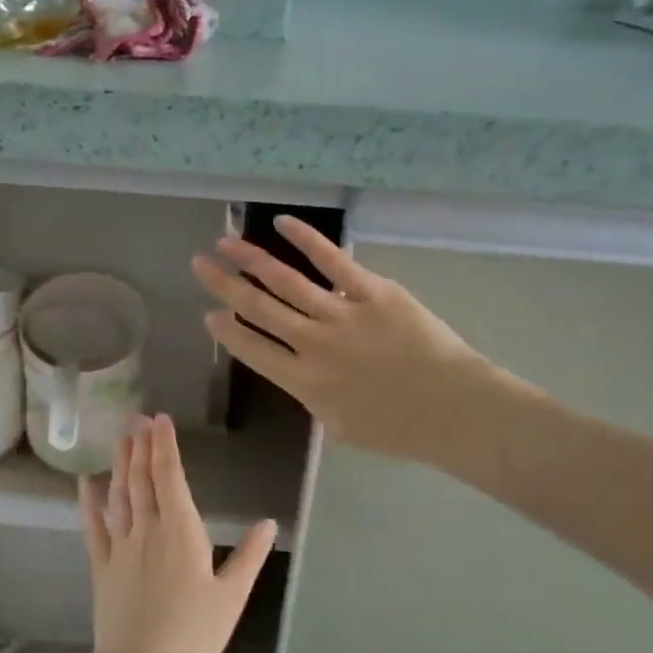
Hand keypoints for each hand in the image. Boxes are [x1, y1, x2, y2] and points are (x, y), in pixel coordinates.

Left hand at [78, 415, 276, 652]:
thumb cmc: (193, 634)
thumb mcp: (231, 597)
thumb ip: (250, 557)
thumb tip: (269, 522)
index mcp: (181, 531)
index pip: (170, 477)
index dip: (164, 446)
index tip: (160, 420)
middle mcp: (147, 529)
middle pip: (142, 479)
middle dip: (141, 446)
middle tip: (137, 418)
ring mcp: (120, 546)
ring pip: (119, 495)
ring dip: (120, 465)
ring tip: (121, 439)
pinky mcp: (101, 566)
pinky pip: (93, 527)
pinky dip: (89, 502)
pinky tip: (86, 482)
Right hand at [191, 216, 534, 467]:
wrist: (453, 409)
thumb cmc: (399, 429)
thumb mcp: (340, 427)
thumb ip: (313, 398)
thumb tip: (301, 373)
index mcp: (302, 381)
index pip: (251, 349)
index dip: (226, 331)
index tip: (209, 314)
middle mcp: (312, 344)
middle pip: (257, 307)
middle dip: (224, 284)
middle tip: (199, 265)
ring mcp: (341, 314)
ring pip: (284, 280)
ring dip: (250, 259)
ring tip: (225, 242)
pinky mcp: (372, 292)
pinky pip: (332, 260)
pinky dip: (305, 239)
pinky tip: (282, 223)